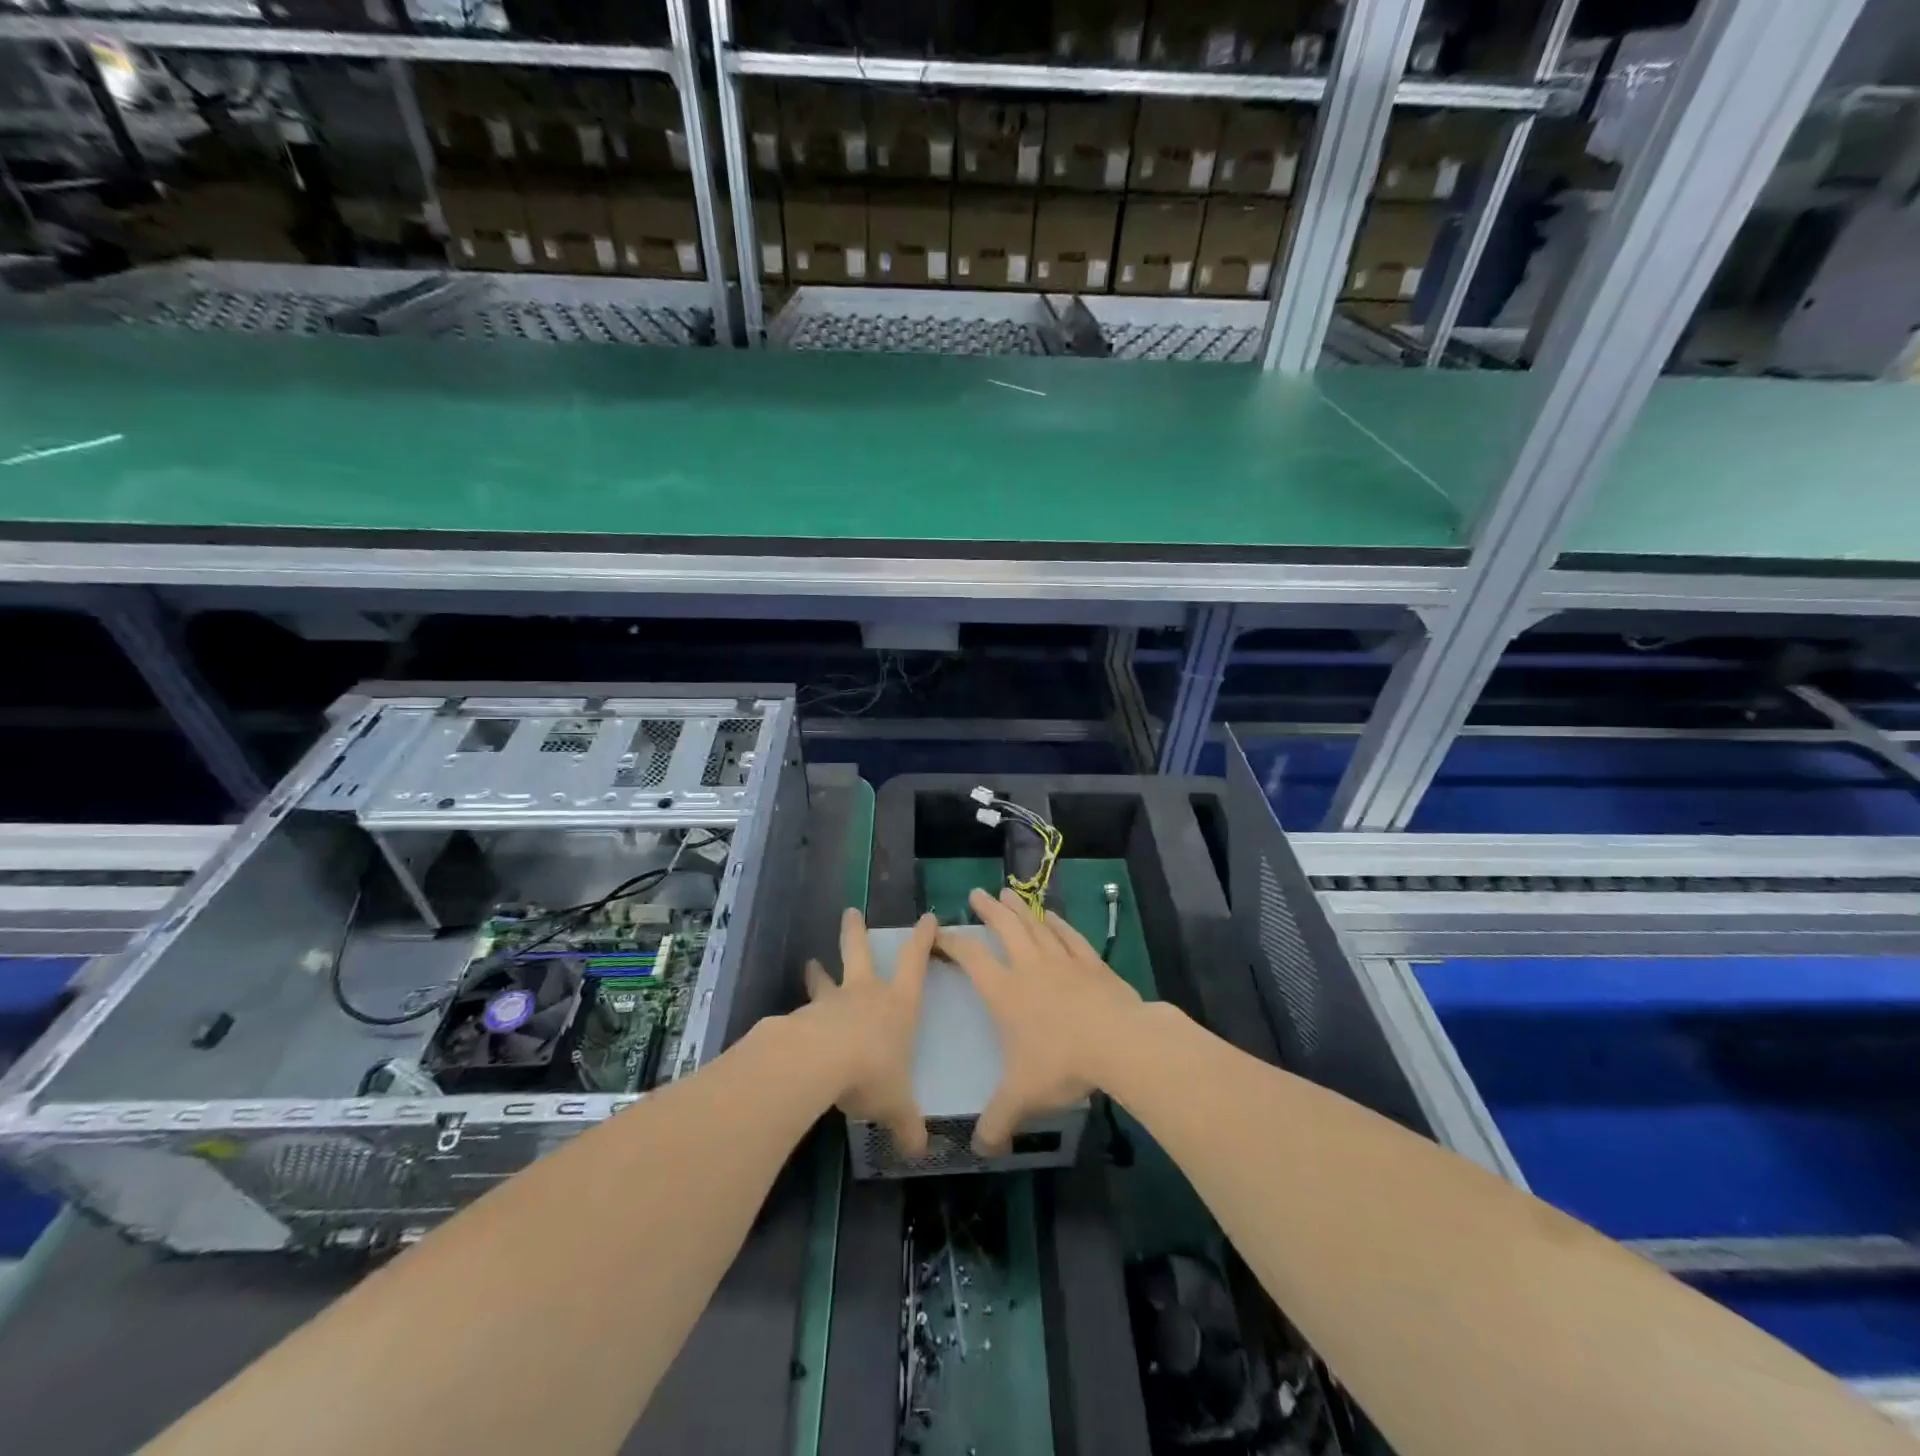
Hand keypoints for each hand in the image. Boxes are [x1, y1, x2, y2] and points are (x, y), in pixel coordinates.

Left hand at [801, 908, 937, 1159]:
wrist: (817, 1064)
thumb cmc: (871, 1072)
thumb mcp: (896, 1104)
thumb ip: (907, 1126)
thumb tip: (920, 1153)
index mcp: (897, 1004)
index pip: (914, 962)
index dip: (923, 939)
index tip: (927, 918)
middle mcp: (864, 994)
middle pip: (859, 952)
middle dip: (855, 932)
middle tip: (850, 912)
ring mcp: (831, 1002)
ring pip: (825, 979)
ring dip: (819, 973)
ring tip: (810, 964)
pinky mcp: (802, 1018)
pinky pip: (803, 1013)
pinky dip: (800, 1015)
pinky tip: (793, 1027)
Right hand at [936, 888, 1145, 1155]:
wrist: (1119, 1044)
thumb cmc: (1062, 1064)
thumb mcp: (1022, 1097)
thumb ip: (997, 1121)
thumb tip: (979, 1150)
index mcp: (1006, 992)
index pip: (971, 958)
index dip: (953, 943)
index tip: (939, 934)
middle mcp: (1030, 967)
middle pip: (1005, 928)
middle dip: (988, 910)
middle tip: (976, 893)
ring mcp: (1063, 961)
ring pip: (1035, 926)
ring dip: (1019, 909)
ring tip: (1007, 893)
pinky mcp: (1091, 964)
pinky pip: (1069, 936)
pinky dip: (1058, 923)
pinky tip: (1052, 916)